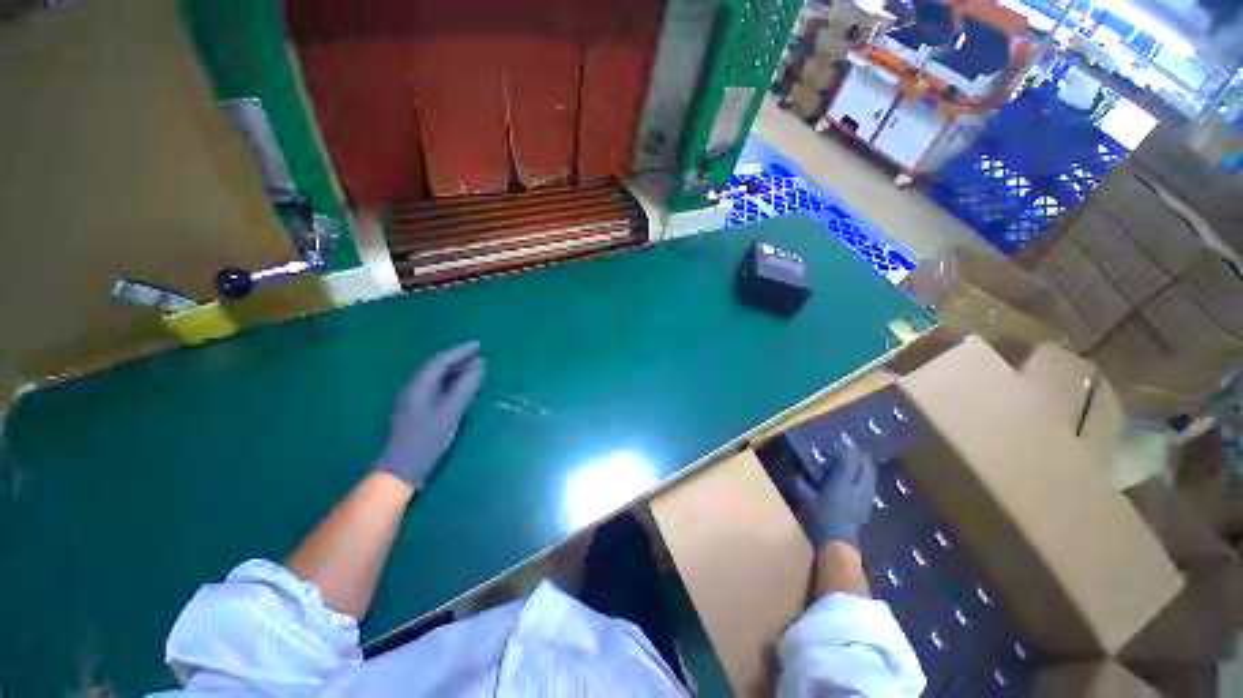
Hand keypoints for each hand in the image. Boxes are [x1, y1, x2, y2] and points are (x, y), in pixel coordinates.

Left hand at [378, 342, 484, 487]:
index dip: (460, 351)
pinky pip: (436, 388)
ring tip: (474, 368)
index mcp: (419, 386)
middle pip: (436, 367)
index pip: (440, 361)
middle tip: (479, 354)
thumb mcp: (450, 412)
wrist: (401, 470)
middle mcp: (413, 389)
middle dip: (458, 358)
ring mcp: (413, 400)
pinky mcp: (416, 411)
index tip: (479, 345)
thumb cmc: (426, 440)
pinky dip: (451, 382)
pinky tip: (461, 386)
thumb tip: (480, 366)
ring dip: (454, 370)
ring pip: (436, 378)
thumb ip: (465, 387)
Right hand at [786, 445, 876, 548]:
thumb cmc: (820, 519)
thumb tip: (795, 476)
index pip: (849, 460)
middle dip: (860, 457)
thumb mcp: (806, 500)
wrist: (839, 544)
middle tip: (852, 451)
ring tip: (857, 464)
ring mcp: (865, 499)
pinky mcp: (866, 508)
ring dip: (865, 468)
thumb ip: (801, 486)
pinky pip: (869, 487)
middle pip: (865, 467)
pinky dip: (866, 480)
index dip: (845, 450)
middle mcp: (857, 487)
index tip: (839, 444)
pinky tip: (859, 482)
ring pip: (870, 477)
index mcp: (842, 482)